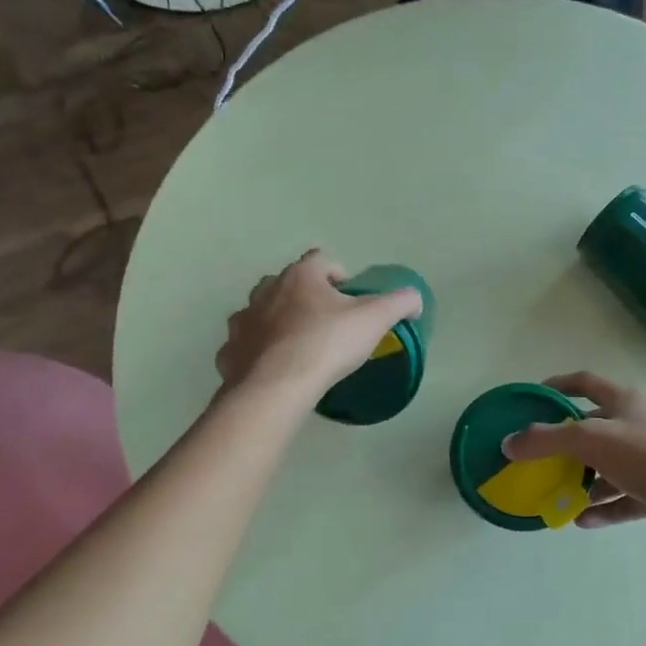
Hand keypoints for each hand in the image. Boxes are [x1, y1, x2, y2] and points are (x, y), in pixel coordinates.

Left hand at [217, 250, 422, 403]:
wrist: (277, 386)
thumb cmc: (327, 344)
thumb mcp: (375, 320)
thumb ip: (399, 303)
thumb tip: (414, 300)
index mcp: (300, 276)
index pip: (321, 260)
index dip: (338, 275)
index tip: (350, 298)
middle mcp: (266, 290)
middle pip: (287, 284)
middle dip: (305, 297)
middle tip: (325, 323)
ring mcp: (243, 321)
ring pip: (261, 313)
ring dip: (277, 323)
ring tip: (298, 348)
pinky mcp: (230, 351)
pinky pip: (245, 346)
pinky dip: (257, 353)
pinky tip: (274, 370)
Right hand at [502, 373, 645, 551]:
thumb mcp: (590, 441)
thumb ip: (546, 440)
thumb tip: (509, 444)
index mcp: (625, 401)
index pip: (585, 383)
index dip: (557, 385)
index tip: (532, 398)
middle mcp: (638, 425)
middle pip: (593, 428)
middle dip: (564, 443)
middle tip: (536, 457)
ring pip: (607, 467)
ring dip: (582, 480)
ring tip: (554, 494)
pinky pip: (622, 499)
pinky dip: (601, 508)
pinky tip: (580, 520)